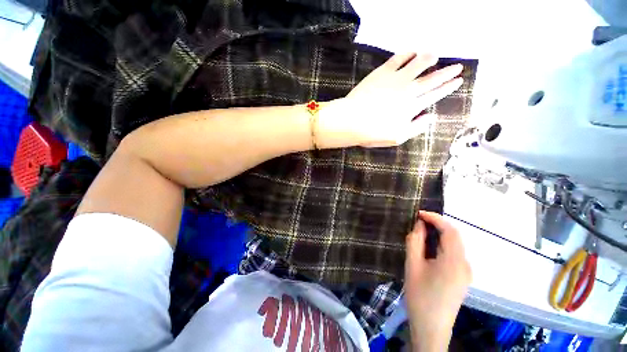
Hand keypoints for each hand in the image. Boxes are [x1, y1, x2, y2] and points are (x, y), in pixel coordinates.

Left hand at [316, 53, 463, 148]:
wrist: (351, 121)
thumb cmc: (372, 133)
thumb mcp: (397, 137)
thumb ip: (416, 128)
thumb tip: (431, 117)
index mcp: (412, 107)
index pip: (435, 95)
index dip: (448, 87)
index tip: (458, 81)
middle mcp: (408, 90)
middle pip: (432, 78)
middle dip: (447, 72)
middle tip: (457, 67)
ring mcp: (396, 78)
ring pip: (419, 63)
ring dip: (429, 58)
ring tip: (435, 55)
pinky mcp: (382, 72)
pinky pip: (399, 58)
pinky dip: (408, 53)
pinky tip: (412, 51)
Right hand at [404, 211, 471, 351]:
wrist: (431, 328)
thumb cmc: (420, 296)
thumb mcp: (412, 265)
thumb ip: (415, 242)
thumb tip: (419, 225)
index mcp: (454, 261)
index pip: (450, 230)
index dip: (435, 218)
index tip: (419, 213)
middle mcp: (465, 264)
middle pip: (455, 236)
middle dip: (438, 224)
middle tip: (418, 221)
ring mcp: (466, 272)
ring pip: (456, 245)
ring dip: (440, 234)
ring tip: (422, 231)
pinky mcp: (463, 278)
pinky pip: (455, 254)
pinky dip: (443, 244)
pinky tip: (431, 247)